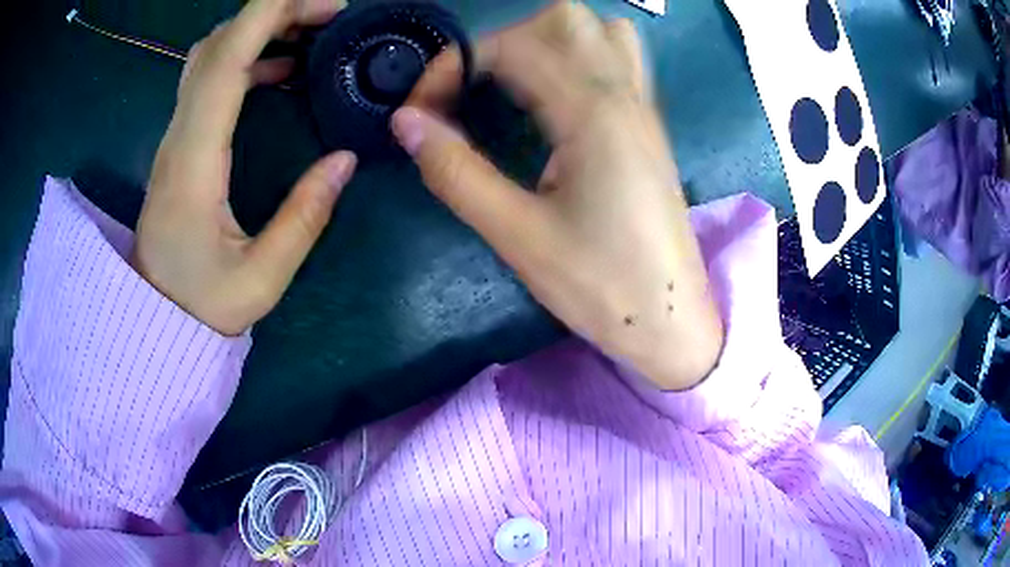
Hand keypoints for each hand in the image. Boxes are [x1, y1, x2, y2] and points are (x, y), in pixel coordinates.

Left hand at [133, 0, 355, 335]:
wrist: (155, 317)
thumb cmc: (201, 305)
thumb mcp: (261, 278)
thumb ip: (304, 217)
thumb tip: (345, 160)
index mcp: (194, 162)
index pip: (224, 63)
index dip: (267, 17)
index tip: (323, 4)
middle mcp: (178, 136)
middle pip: (217, 45)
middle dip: (273, 12)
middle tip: (329, 14)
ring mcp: (175, 136)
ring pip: (210, 56)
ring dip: (258, 29)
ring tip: (311, 31)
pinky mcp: (180, 141)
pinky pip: (210, 78)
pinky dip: (247, 56)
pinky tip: (281, 69)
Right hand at [392, 2, 723, 389]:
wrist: (672, 323)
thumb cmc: (602, 288)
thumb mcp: (517, 236)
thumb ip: (455, 171)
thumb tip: (405, 122)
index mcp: (593, 113)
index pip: (511, 47)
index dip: (453, 66)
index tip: (420, 112)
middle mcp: (624, 94)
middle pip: (564, 18)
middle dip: (502, 41)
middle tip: (473, 91)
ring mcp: (644, 107)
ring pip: (600, 30)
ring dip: (547, 40)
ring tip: (513, 85)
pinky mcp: (649, 126)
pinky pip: (619, 58)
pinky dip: (579, 55)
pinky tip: (557, 96)